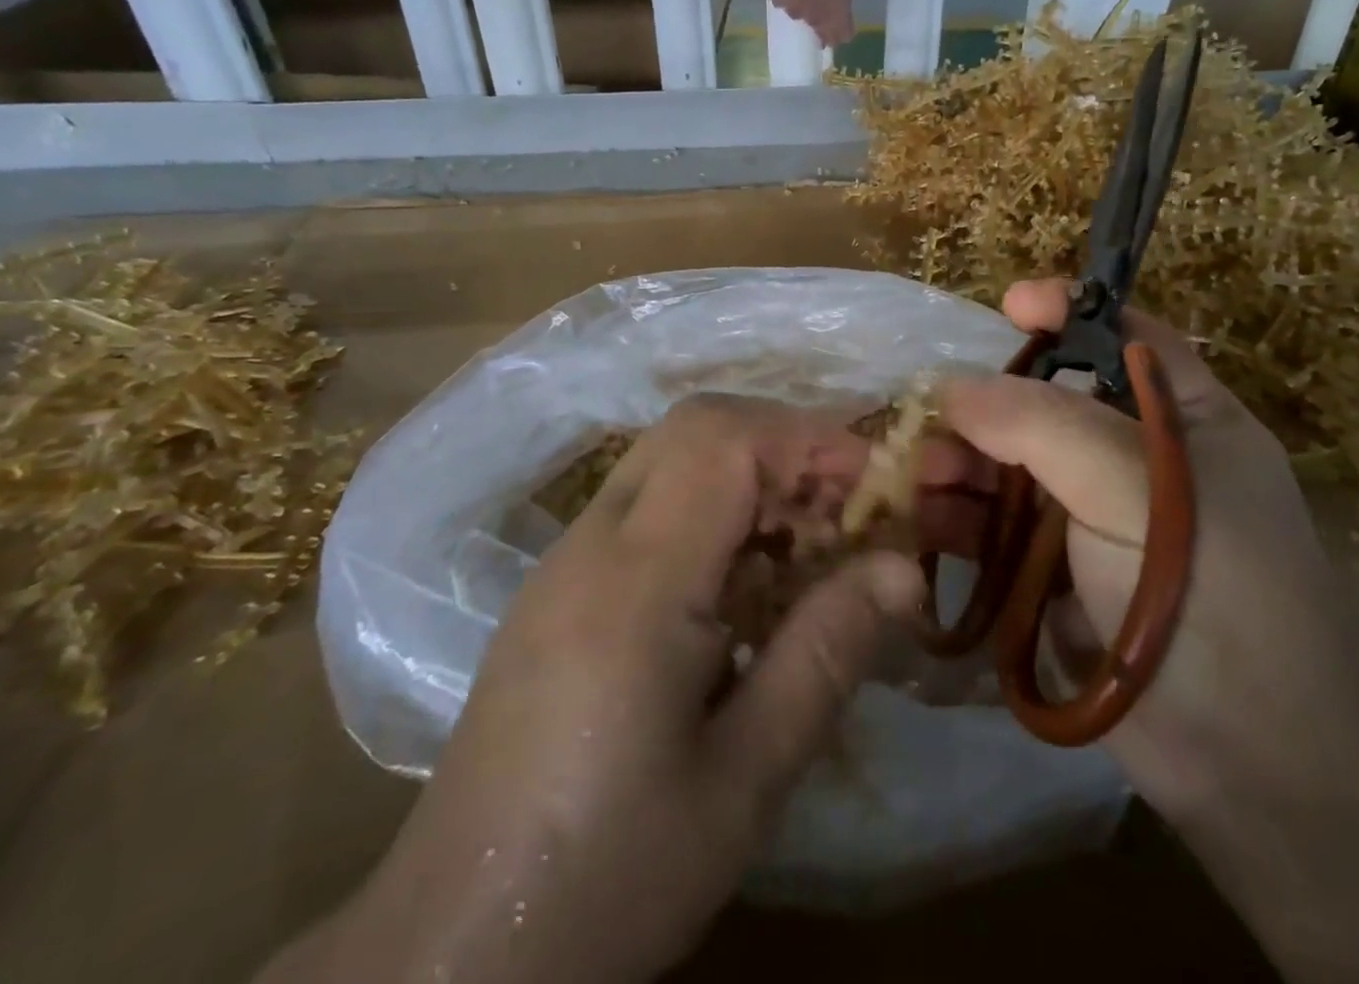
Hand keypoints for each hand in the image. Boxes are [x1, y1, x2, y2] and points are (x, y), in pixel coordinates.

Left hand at [300, 397, 936, 983]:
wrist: (454, 951)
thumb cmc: (611, 874)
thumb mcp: (745, 780)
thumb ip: (826, 654)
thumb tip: (904, 567)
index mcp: (636, 582)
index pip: (727, 441)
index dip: (811, 440)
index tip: (876, 484)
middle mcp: (592, 542)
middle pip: (695, 426)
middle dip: (784, 443)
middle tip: (844, 507)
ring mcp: (564, 558)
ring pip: (669, 455)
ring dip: (749, 471)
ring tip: (805, 544)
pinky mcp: (556, 584)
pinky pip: (646, 500)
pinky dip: (711, 504)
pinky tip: (740, 582)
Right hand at [934, 279, 1358, 821]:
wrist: (1255, 771)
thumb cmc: (1212, 596)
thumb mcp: (1132, 487)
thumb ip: (1041, 424)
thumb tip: (955, 386)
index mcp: (1186, 422)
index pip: (1126, 338)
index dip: (1069, 312)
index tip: (1008, 305)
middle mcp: (1139, 463)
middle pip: (1049, 405)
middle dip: (989, 406)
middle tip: (934, 419)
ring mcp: (1098, 523)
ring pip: (1015, 469)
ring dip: (965, 465)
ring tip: (921, 477)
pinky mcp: (1062, 579)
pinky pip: (1000, 530)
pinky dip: (963, 521)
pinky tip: (924, 523)